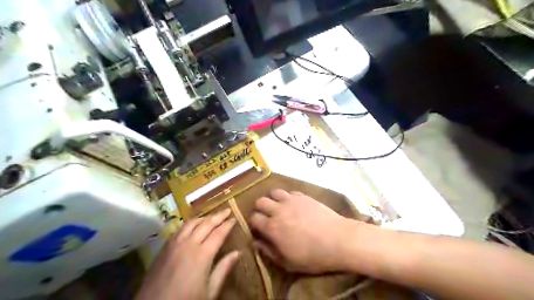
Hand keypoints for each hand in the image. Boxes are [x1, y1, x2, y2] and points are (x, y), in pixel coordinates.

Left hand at [136, 208, 238, 299]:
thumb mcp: (209, 291)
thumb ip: (223, 269)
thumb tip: (237, 252)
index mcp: (202, 254)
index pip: (219, 233)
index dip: (228, 225)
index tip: (235, 218)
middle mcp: (189, 244)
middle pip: (206, 224)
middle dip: (218, 216)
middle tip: (227, 210)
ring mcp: (174, 244)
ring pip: (191, 223)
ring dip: (203, 218)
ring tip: (211, 217)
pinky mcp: (164, 248)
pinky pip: (179, 229)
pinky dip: (189, 224)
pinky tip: (192, 227)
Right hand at [248, 190, 353, 274]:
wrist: (338, 239)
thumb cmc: (313, 256)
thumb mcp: (288, 262)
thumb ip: (269, 252)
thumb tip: (256, 243)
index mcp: (272, 227)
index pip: (254, 218)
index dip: (254, 223)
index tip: (258, 228)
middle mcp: (278, 210)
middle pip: (260, 201)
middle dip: (260, 208)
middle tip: (267, 216)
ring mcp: (291, 200)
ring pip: (274, 192)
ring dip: (273, 199)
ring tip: (279, 207)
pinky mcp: (303, 196)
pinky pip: (290, 192)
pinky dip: (288, 198)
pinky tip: (294, 205)